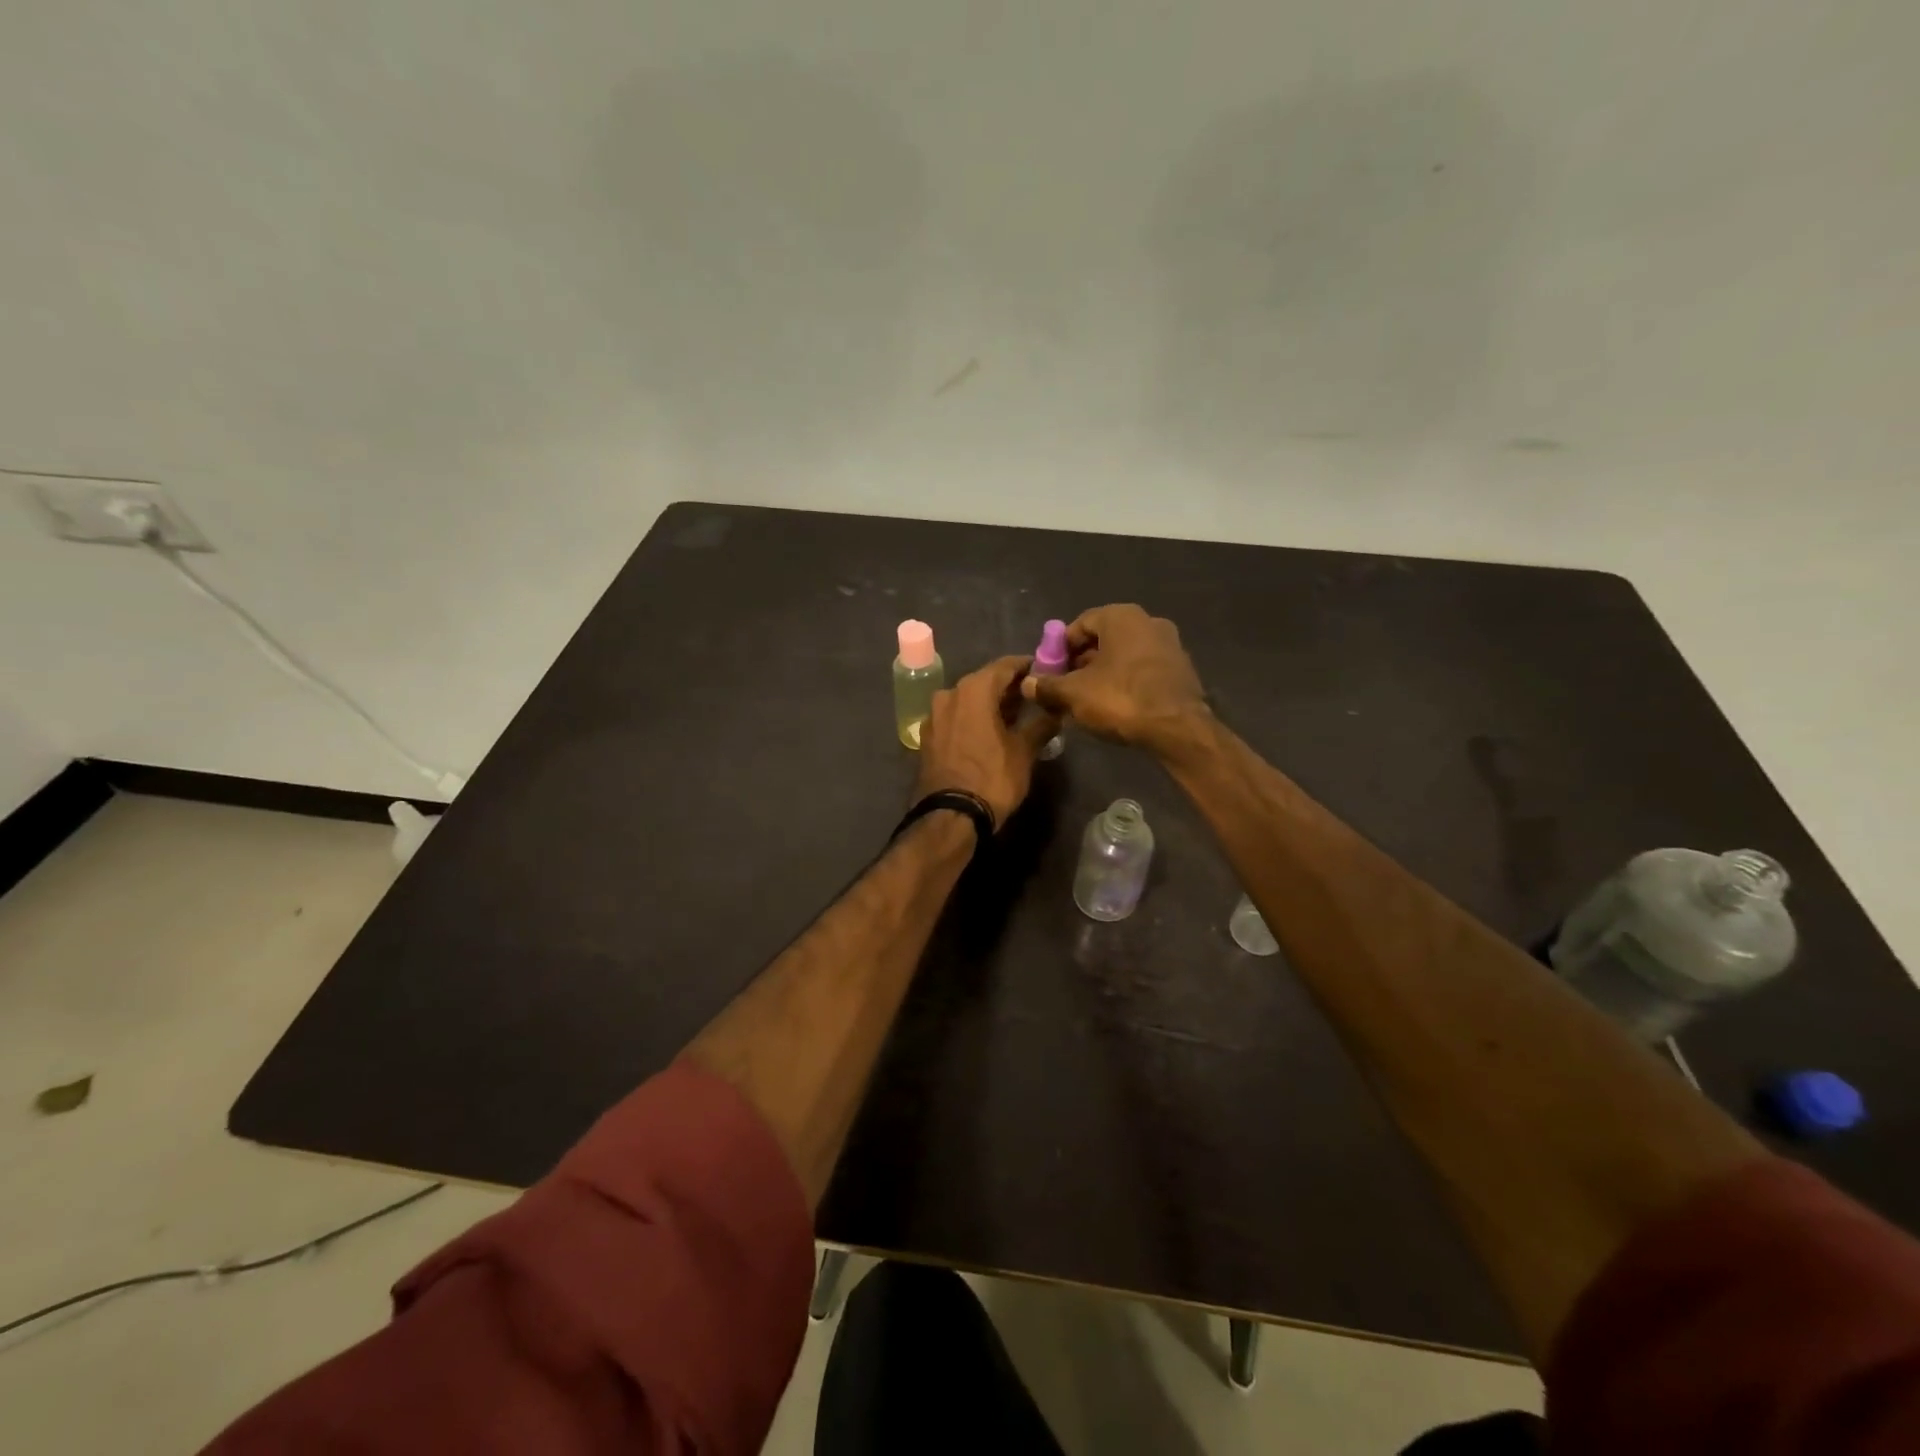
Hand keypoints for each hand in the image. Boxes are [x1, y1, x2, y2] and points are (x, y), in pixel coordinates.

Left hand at [915, 656, 1059, 828]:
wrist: (950, 816)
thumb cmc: (992, 778)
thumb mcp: (1024, 752)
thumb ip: (1041, 725)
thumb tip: (1057, 711)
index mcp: (973, 689)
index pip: (1005, 666)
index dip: (1027, 667)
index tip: (1045, 672)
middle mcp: (949, 693)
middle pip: (985, 681)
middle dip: (1009, 688)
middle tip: (1034, 697)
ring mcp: (934, 715)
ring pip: (968, 699)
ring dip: (991, 704)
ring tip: (1015, 717)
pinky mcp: (928, 736)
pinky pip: (956, 717)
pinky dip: (974, 718)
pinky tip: (990, 732)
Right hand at [1019, 604, 1209, 756]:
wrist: (1177, 728)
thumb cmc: (1121, 699)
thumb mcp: (1073, 694)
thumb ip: (1047, 686)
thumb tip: (1027, 683)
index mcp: (1121, 617)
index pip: (1079, 624)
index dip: (1060, 649)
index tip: (1050, 672)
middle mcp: (1148, 621)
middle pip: (1103, 639)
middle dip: (1081, 662)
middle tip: (1065, 687)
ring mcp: (1170, 644)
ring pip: (1124, 656)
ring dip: (1104, 673)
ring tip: (1087, 700)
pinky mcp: (1181, 669)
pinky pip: (1143, 670)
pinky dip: (1126, 682)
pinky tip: (1116, 706)